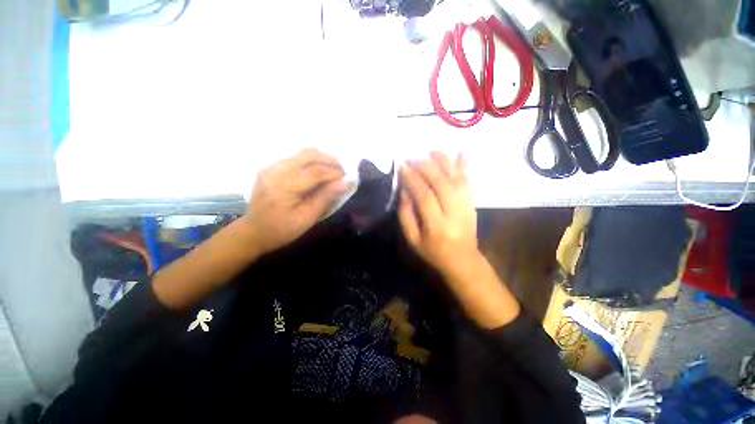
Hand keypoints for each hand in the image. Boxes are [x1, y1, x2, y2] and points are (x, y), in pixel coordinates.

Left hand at [242, 149, 349, 254]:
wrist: (253, 232)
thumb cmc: (282, 230)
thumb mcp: (307, 219)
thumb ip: (326, 198)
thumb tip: (345, 183)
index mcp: (284, 187)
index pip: (315, 172)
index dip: (334, 173)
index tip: (346, 178)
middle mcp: (275, 171)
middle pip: (308, 155)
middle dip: (329, 160)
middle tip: (341, 170)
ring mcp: (271, 167)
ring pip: (301, 154)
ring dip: (321, 158)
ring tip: (332, 169)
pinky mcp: (270, 168)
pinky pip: (295, 158)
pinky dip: (310, 161)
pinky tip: (318, 170)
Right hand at [399, 152, 519, 328]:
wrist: (463, 261)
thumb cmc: (433, 252)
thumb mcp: (412, 239)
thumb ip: (406, 214)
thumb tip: (405, 190)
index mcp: (436, 226)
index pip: (424, 196)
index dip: (412, 179)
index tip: (402, 167)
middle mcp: (454, 213)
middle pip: (441, 183)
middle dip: (425, 167)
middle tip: (413, 158)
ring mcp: (466, 206)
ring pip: (456, 179)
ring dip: (444, 162)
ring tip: (431, 150)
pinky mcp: (472, 203)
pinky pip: (468, 181)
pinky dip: (464, 166)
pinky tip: (461, 152)